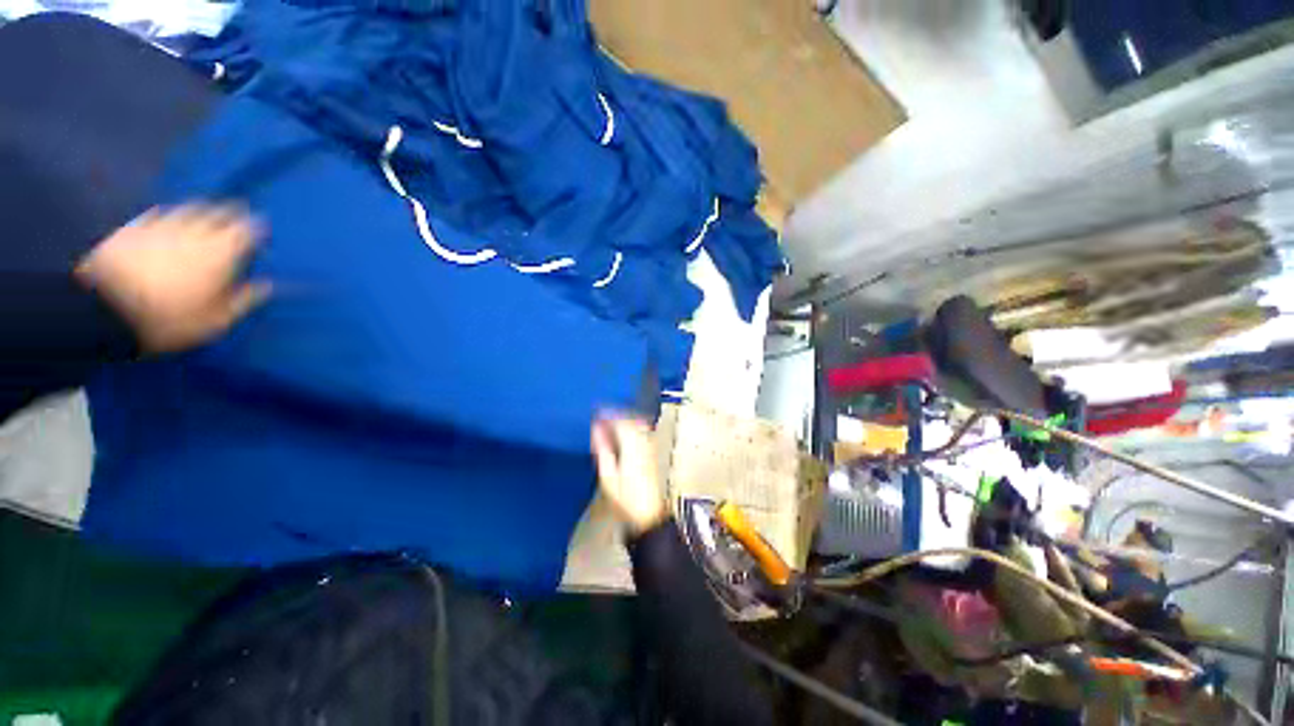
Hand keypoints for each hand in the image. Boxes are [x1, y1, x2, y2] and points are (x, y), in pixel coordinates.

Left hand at [76, 204, 270, 353]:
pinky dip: (167, 214)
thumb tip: (268, 285)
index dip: (257, 227)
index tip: (262, 229)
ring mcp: (161, 226)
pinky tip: (167, 219)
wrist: (105, 310)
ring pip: (188, 208)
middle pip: (218, 212)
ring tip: (206, 213)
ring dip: (201, 209)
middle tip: (238, 214)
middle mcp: (194, 232)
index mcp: (221, 252)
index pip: (247, 229)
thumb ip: (244, 299)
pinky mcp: (133, 228)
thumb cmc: (169, 319)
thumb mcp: (216, 320)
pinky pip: (156, 214)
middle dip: (231, 212)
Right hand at [591, 415, 668, 535]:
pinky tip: (625, 432)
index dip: (609, 414)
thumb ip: (603, 449)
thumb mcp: (608, 476)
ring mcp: (650, 448)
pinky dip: (633, 426)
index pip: (621, 422)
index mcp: (632, 447)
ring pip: (639, 424)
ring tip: (612, 420)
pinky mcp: (652, 454)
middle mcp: (643, 443)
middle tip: (603, 414)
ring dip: (626, 419)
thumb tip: (597, 430)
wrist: (648, 515)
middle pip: (632, 420)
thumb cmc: (625, 499)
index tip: (597, 411)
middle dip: (617, 414)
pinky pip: (643, 431)